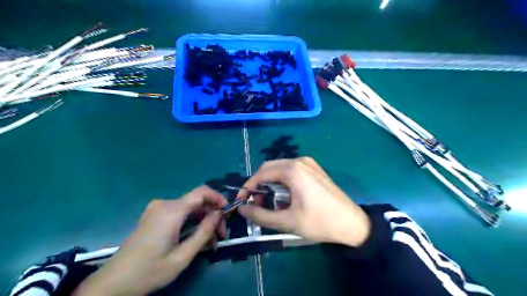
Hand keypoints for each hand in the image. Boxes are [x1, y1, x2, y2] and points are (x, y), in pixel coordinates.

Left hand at [74, 186, 228, 295]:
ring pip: (189, 207)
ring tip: (209, 241)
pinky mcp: (154, 215)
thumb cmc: (149, 271)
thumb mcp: (182, 257)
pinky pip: (179, 212)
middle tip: (220, 236)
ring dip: (202, 220)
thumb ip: (204, 233)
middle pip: (197, 201)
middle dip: (212, 215)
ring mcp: (157, 209)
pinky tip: (194, 237)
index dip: (218, 198)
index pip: (202, 192)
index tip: (228, 212)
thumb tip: (219, 214)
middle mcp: (165, 204)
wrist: (113, 283)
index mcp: (172, 211)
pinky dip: (191, 221)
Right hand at [238, 157, 368, 247]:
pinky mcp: (314, 168)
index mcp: (293, 170)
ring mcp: (308, 163)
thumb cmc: (320, 222)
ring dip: (271, 184)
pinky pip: (291, 171)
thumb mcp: (288, 222)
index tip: (242, 202)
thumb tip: (243, 209)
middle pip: (269, 168)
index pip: (261, 174)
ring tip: (270, 203)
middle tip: (256, 203)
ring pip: (280, 169)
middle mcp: (299, 161)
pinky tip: (285, 197)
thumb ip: (261, 215)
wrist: (352, 223)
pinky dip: (282, 182)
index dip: (248, 187)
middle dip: (259, 184)